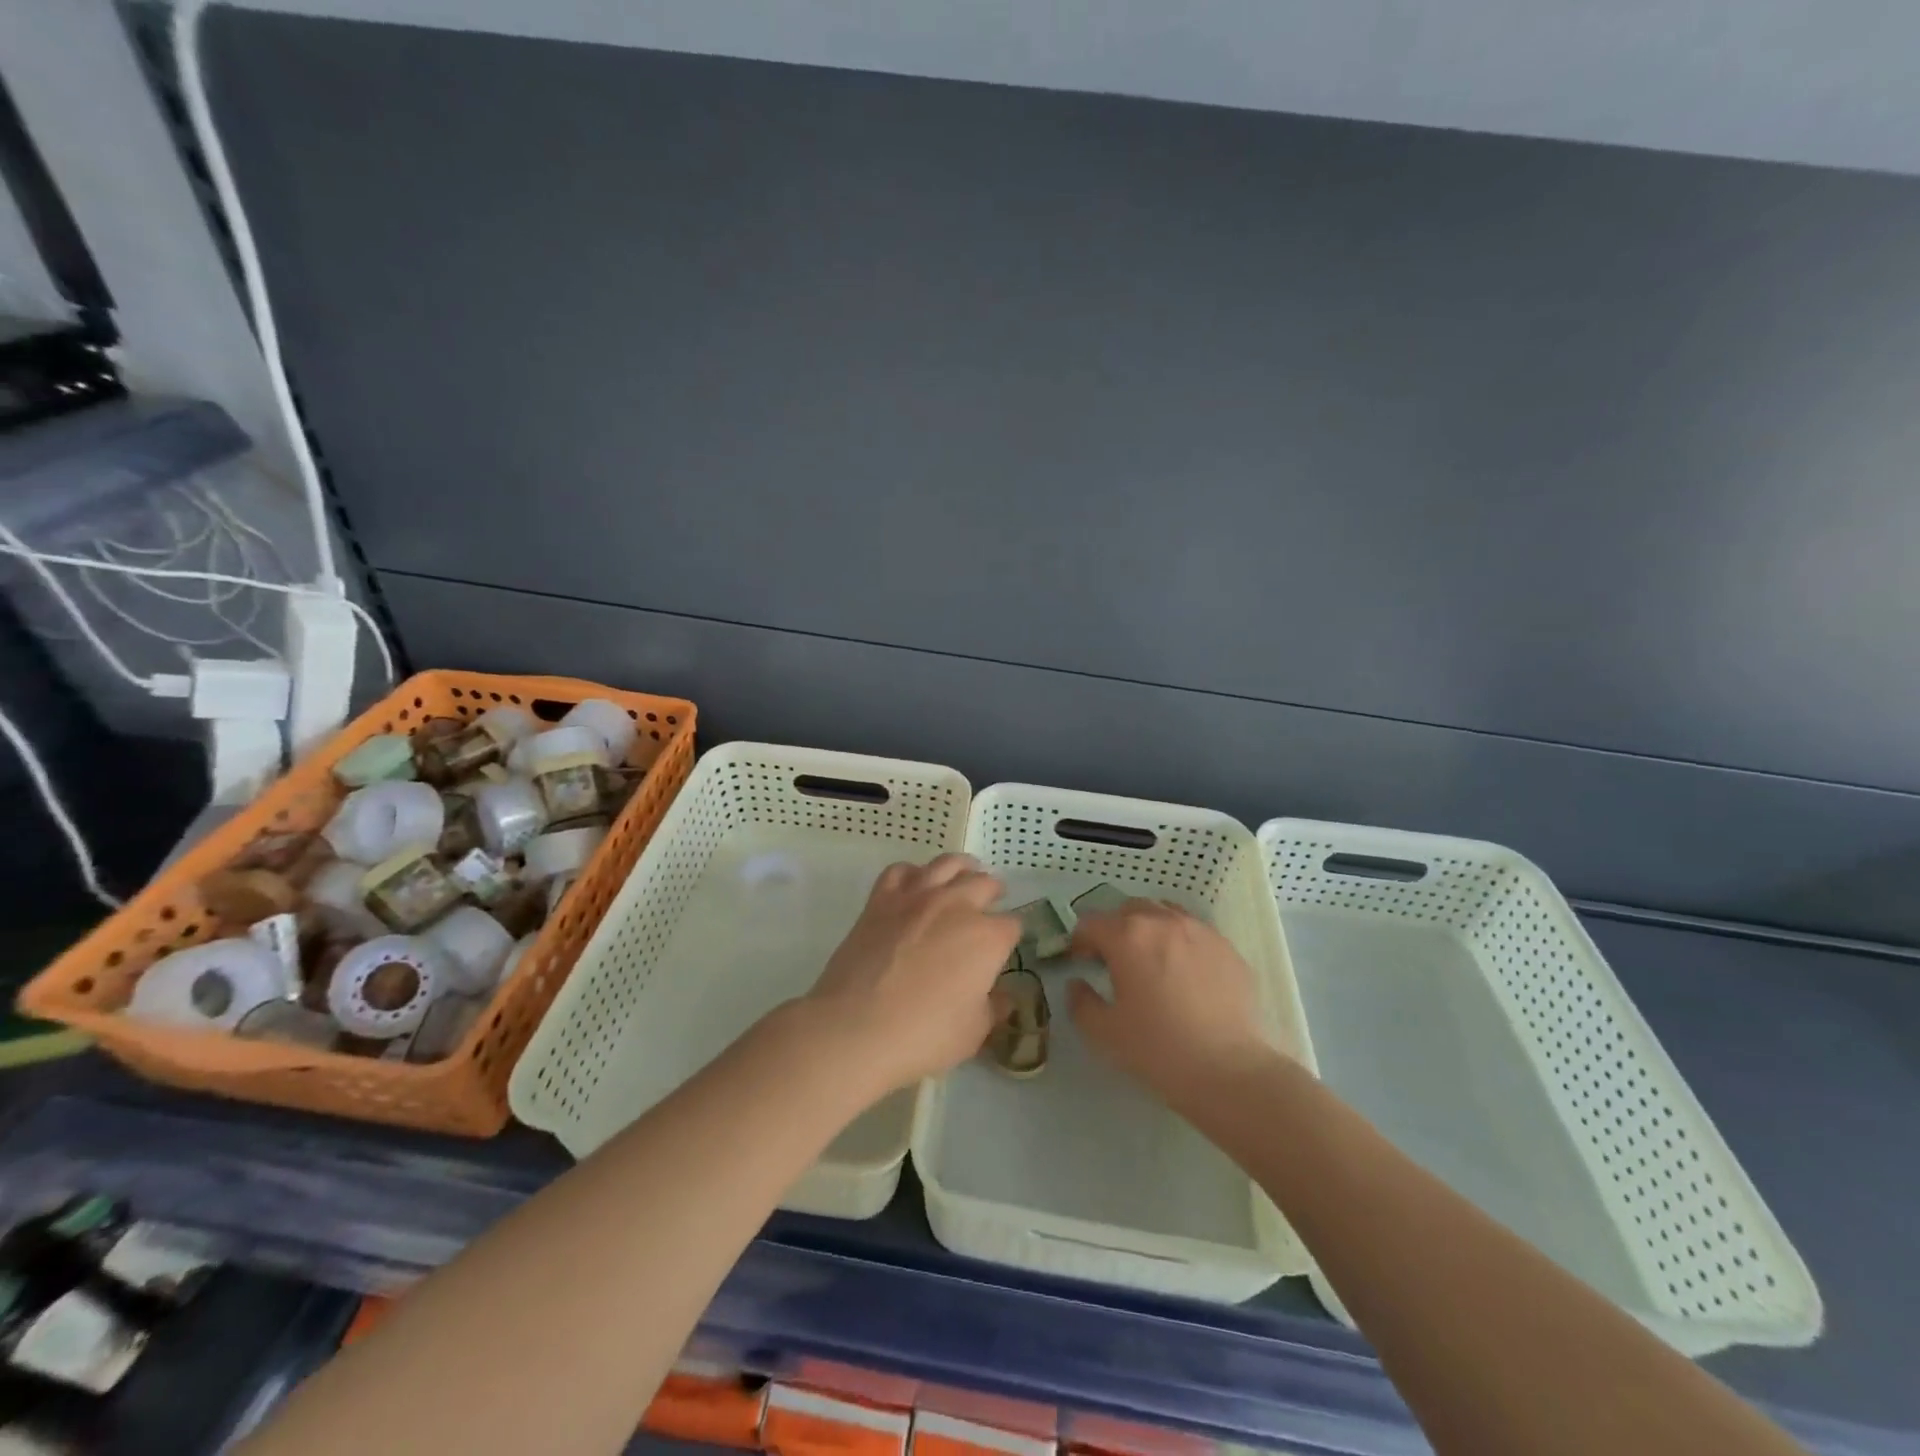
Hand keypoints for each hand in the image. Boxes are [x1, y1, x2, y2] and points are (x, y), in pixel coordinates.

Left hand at [802, 854, 1019, 1098]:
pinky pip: (900, 870)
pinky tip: (914, 884)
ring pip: (946, 864)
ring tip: (964, 874)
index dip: (1011, 936)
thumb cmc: (924, 1036)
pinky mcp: (881, 900)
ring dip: (961, 868)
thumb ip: (992, 1008)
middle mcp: (956, 905)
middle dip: (993, 893)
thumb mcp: (973, 1033)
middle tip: (992, 901)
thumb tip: (1003, 997)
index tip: (1005, 945)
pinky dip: (912, 873)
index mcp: (987, 938)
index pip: (1012, 925)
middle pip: (984, 883)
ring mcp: (916, 897)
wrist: (856, 1028)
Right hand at [1067, 899, 1279, 1105]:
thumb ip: (1080, 1002)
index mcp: (1127, 936)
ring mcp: (1200, 931)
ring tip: (1152, 959)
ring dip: (1150, 928)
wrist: (1229, 1070)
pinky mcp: (1227, 947)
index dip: (1080, 940)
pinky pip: (1195, 932)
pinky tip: (1186, 974)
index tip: (1081, 962)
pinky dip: (1181, 942)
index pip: (1091, 922)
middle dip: (1115, 928)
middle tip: (1114, 960)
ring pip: (1165, 913)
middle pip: (1129, 909)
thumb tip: (1077, 984)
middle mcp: (1163, 922)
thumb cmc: (1158, 1049)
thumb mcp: (1104, 1033)